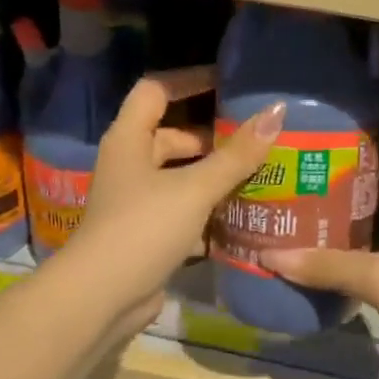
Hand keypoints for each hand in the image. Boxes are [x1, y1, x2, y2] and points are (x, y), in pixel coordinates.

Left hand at [67, 67, 285, 328]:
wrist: (103, 297)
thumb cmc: (144, 228)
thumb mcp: (194, 188)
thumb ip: (236, 155)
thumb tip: (276, 113)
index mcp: (129, 140)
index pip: (156, 91)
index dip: (189, 81)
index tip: (228, 82)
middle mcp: (129, 165)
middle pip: (171, 137)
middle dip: (212, 138)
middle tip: (256, 138)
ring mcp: (136, 202)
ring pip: (179, 178)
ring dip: (213, 177)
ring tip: (259, 176)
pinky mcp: (146, 234)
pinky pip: (181, 211)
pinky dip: (207, 212)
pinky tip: (242, 218)